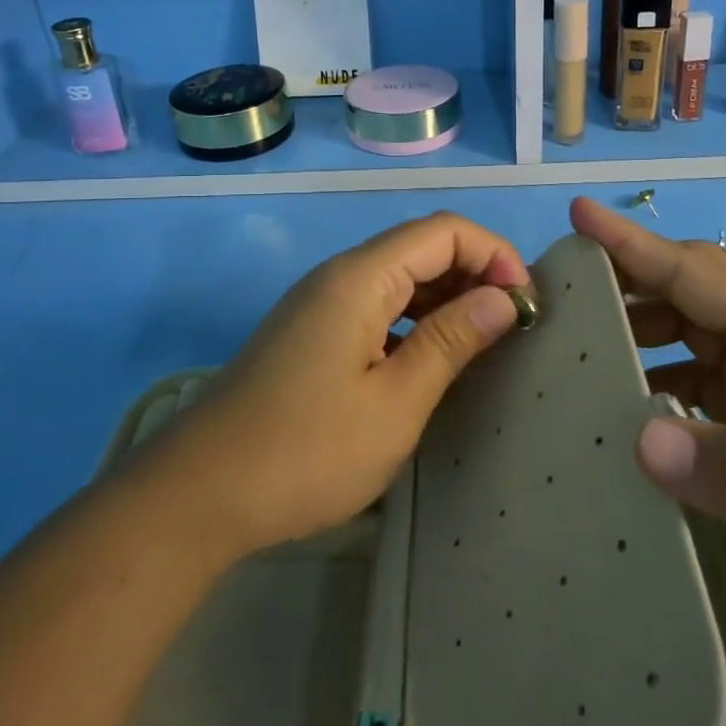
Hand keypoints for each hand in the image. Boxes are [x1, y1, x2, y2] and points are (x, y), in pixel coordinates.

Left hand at [145, 211, 529, 563]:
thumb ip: (451, 341)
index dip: (494, 255)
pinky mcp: (311, 334)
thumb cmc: (307, 451)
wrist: (199, 495)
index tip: (525, 305)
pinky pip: (377, 307)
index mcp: (361, 277)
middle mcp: (340, 276)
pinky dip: (415, 320)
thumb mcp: (395, 402)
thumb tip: (503, 298)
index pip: (444, 231)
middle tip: (513, 326)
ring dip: (447, 298)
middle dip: (475, 274)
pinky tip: (432, 360)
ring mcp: (320, 305)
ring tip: (484, 343)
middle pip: (421, 248)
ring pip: (399, 279)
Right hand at [572, 196, 725, 673]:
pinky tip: (620, 402)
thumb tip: (643, 437)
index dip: (636, 244)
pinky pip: (696, 375)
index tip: (578, 214)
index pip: (702, 275)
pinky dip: (653, 374)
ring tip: (571, 341)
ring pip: (688, 327)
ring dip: (634, 324)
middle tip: (554, 289)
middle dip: (624, 277)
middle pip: (690, 289)